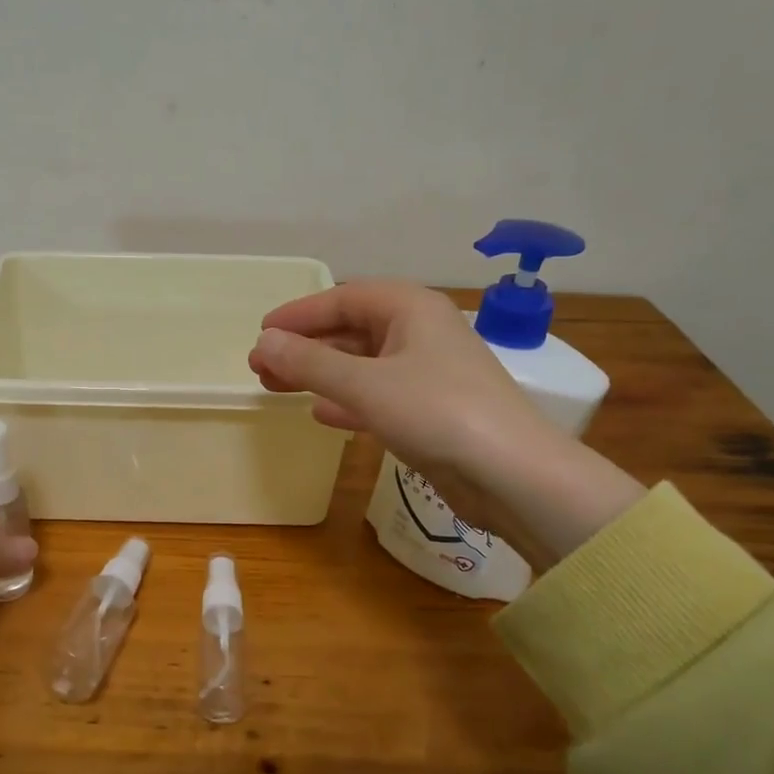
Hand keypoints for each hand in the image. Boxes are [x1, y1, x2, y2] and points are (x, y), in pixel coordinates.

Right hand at [250, 280, 552, 477]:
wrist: (513, 475)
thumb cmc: (437, 413)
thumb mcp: (365, 385)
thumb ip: (310, 363)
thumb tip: (264, 342)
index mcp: (411, 308)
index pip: (343, 298)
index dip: (298, 314)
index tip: (261, 333)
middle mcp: (420, 332)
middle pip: (350, 330)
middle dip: (304, 347)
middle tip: (260, 366)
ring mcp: (427, 372)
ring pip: (361, 364)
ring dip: (319, 374)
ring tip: (276, 388)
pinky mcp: (430, 409)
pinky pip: (377, 394)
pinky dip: (346, 400)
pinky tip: (320, 414)